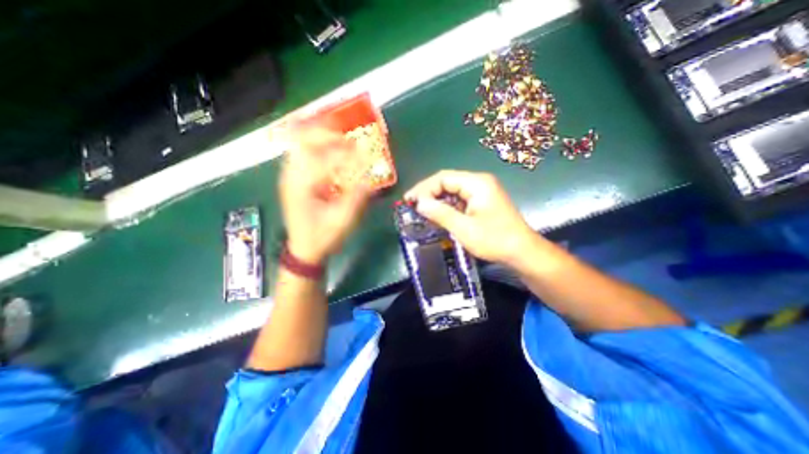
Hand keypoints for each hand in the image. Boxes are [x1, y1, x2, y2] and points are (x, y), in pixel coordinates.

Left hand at [276, 126, 368, 264]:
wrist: (304, 250)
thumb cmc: (323, 237)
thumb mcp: (343, 220)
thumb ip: (357, 197)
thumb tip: (370, 176)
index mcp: (302, 187)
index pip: (324, 159)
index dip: (346, 153)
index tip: (363, 152)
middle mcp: (291, 176)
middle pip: (302, 140)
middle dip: (326, 134)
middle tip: (347, 137)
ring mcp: (289, 176)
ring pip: (299, 144)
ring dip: (319, 137)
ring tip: (339, 138)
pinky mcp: (293, 180)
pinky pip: (301, 153)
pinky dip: (314, 146)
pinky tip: (328, 151)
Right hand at [404, 171, 535, 264]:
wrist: (522, 252)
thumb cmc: (495, 240)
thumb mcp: (464, 228)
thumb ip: (440, 213)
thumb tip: (419, 203)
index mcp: (477, 183)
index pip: (443, 178)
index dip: (424, 188)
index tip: (409, 201)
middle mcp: (479, 182)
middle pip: (447, 182)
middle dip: (428, 193)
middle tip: (412, 206)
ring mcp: (482, 192)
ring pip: (452, 191)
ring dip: (436, 200)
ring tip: (421, 211)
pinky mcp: (482, 202)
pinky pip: (459, 199)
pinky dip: (447, 206)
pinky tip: (438, 215)